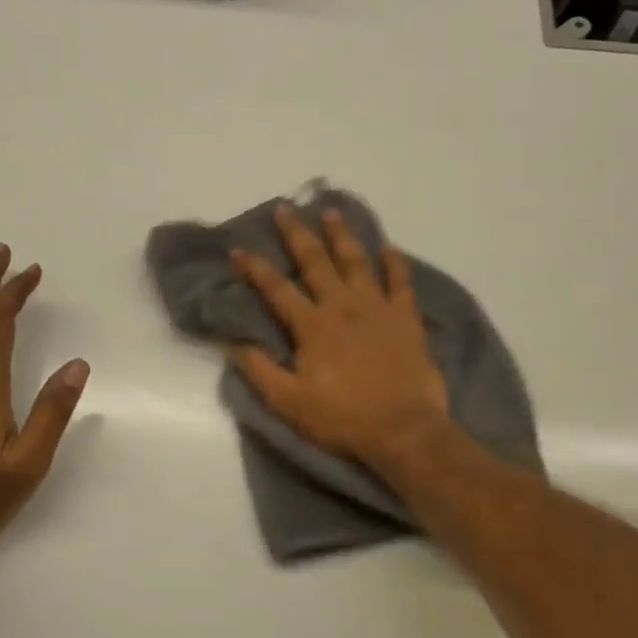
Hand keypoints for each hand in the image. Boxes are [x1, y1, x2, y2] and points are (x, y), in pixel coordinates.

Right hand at [230, 204, 449, 467]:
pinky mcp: (407, 318)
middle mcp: (343, 306)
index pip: (276, 289)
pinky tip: (389, 246)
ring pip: (357, 261)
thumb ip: (259, 369)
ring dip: (342, 235)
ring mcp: (378, 308)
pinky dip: (395, 262)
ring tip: (332, 212)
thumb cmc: (342, 418)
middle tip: (285, 207)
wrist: (404, 430)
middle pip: (316, 261)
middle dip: (297, 233)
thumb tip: (230, 341)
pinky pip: (401, 281)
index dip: (255, 268)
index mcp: (312, 326)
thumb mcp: (289, 402)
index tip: (238, 248)